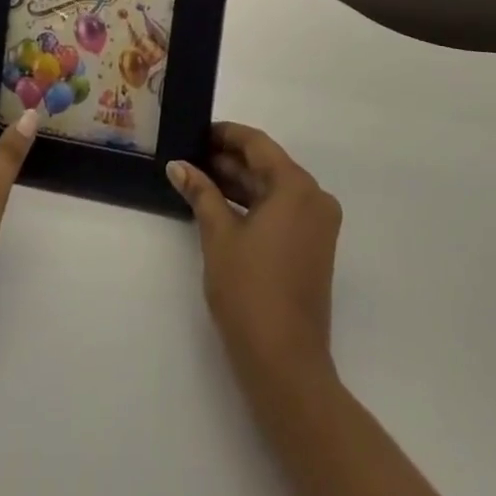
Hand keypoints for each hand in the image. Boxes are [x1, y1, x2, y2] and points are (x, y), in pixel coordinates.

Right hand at [166, 123, 341, 383]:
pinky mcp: (313, 247)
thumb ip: (200, 193)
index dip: (225, 134)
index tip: (196, 132)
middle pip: (267, 165)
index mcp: (297, 186)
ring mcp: (317, 224)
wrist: (285, 363)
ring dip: (238, 183)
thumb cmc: (249, 291)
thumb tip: (177, 165)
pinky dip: (253, 206)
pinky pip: (281, 211)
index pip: (257, 144)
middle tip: (190, 157)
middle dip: (228, 161)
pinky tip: (220, 206)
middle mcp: (314, 197)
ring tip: (198, 179)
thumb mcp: (218, 236)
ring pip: (273, 189)